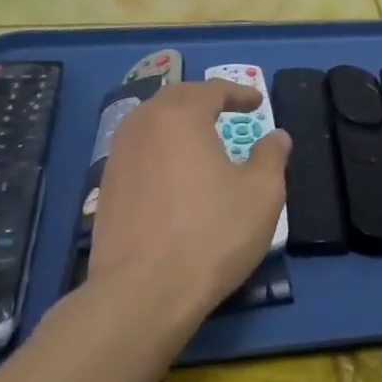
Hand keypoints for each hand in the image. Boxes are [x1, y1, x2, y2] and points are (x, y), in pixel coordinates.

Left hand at [86, 81, 290, 330]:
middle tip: (226, 109)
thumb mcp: (262, 194)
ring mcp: (118, 157)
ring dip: (176, 121)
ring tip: (198, 136)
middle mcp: (143, 126)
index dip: (238, 92)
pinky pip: (136, 150)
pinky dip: (158, 147)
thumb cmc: (212, 235)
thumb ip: (271, 157)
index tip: (257, 102)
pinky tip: (171, 171)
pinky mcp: (105, 188)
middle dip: (203, 99)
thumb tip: (276, 136)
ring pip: (149, 122)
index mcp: (181, 117)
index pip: (211, 90)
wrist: (144, 291)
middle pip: (174, 98)